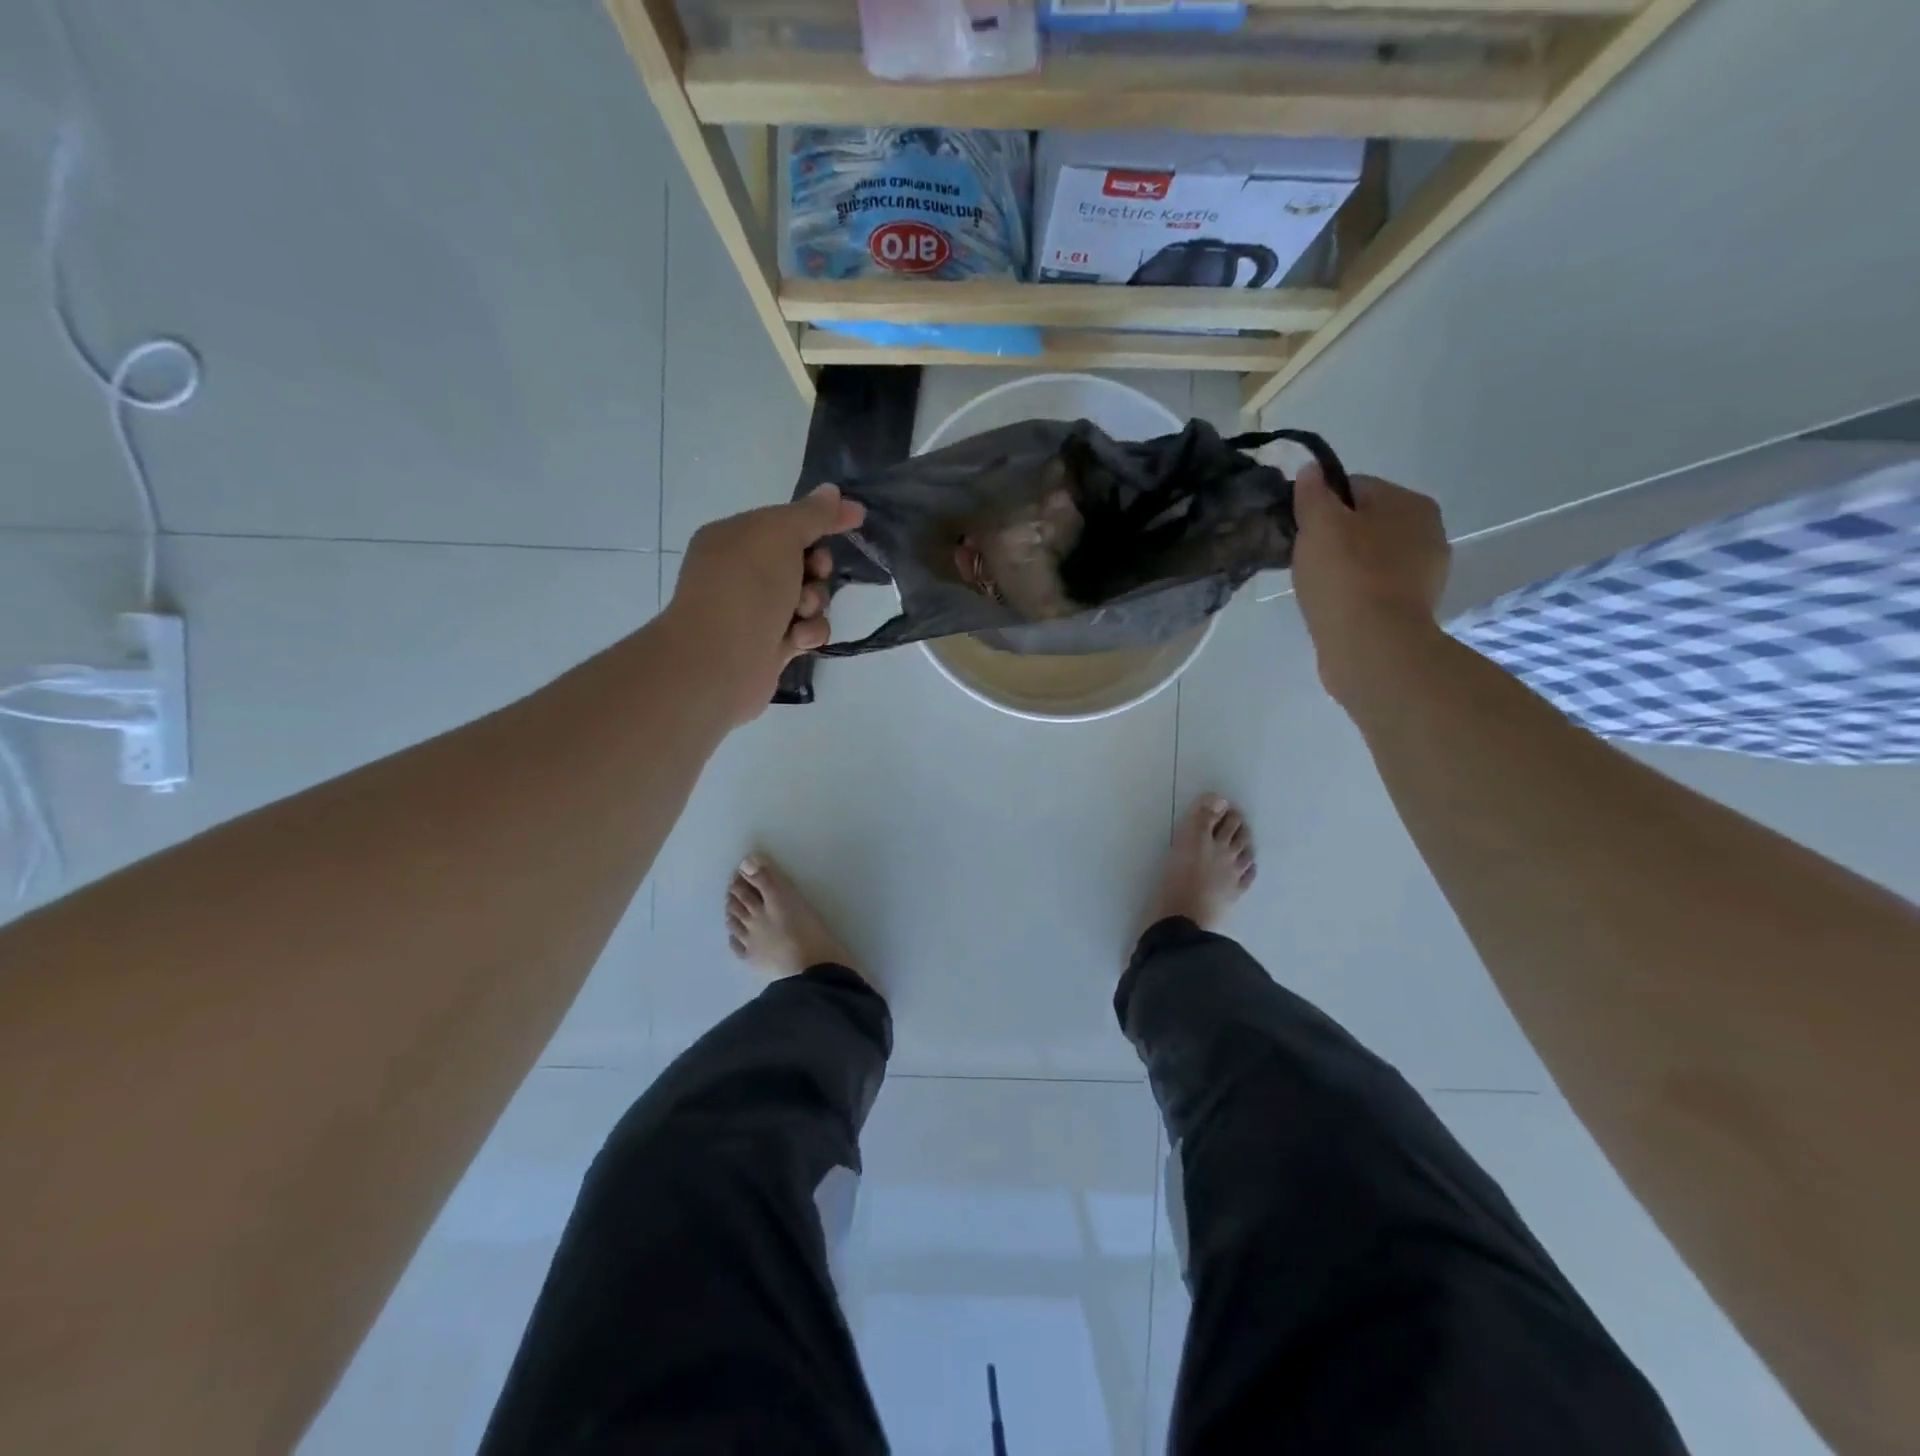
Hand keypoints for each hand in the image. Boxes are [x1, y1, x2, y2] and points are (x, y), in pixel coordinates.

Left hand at [665, 484, 865, 724]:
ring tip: (800, 613)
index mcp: (734, 539)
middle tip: (815, 572)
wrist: (720, 661)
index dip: (822, 518)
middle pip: (802, 561)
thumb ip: (811, 514)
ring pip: (809, 598)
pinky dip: (807, 633)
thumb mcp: (779, 536)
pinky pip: (806, 631)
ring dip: (814, 603)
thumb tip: (832, 491)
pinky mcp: (770, 646)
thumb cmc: (745, 588)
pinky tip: (796, 640)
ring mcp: (755, 611)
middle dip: (817, 567)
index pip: (786, 520)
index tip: (858, 516)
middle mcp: (741, 573)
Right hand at [1291, 464, 1449, 705]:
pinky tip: (1335, 607)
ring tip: (1317, 588)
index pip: (1354, 487)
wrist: (1373, 646)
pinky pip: (1375, 588)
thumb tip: (1311, 470)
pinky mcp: (1413, 608)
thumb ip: (1312, 494)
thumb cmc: (1345, 577)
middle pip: (1365, 523)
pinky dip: (1355, 593)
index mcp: (1409, 503)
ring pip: (1371, 557)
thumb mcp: (1318, 526)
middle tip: (1304, 561)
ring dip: (1345, 567)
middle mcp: (1428, 531)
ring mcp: (1425, 573)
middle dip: (1335, 537)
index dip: (1320, 505)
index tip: (1298, 530)